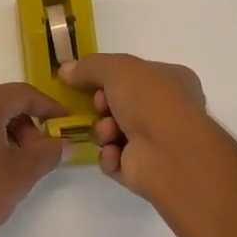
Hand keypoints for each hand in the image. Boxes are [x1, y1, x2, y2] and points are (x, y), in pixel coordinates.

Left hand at [0, 83, 67, 236]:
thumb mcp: (22, 174)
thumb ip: (48, 152)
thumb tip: (64, 144)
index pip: (22, 94)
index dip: (47, 106)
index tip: (64, 120)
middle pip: (0, 100)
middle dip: (24, 120)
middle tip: (39, 148)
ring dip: (3, 128)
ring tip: (15, 160)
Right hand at [57, 53, 210, 202]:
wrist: (169, 152)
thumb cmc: (150, 99)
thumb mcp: (117, 68)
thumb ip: (89, 66)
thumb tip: (65, 70)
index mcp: (171, 81)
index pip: (134, 75)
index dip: (109, 77)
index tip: (89, 81)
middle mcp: (166, 110)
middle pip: (119, 104)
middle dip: (102, 106)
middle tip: (101, 107)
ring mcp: (156, 142)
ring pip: (113, 132)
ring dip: (103, 131)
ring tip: (109, 133)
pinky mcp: (143, 170)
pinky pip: (114, 159)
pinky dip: (109, 156)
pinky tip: (114, 154)